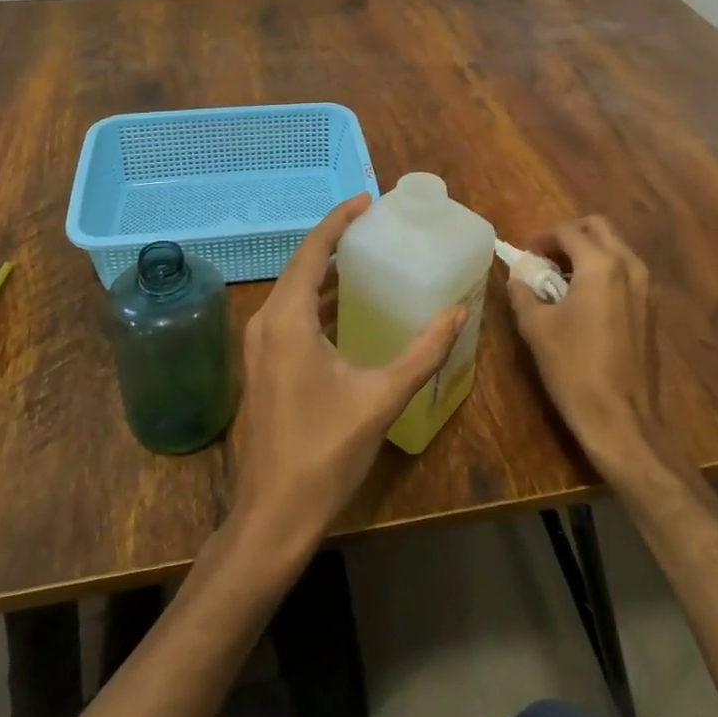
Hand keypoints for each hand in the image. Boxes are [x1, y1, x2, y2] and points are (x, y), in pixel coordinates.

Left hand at [230, 195, 464, 555]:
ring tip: (365, 257)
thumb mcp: (381, 398)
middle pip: (301, 265)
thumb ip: (423, 352)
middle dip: (335, 240)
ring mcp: (259, 346)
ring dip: (325, 271)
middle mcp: (266, 322)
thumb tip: (458, 310)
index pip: (313, 251)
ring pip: (293, 290)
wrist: (273, 515)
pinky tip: (345, 308)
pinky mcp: (263, 365)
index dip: (339, 220)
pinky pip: (290, 314)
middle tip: (374, 226)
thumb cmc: (325, 452)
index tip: (368, 201)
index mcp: (288, 320)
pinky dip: (317, 299)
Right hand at [508, 215, 668, 478]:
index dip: (542, 238)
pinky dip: (603, 271)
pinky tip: (583, 301)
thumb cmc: (574, 369)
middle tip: (545, 258)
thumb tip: (517, 276)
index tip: (525, 256)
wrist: (622, 420)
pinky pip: (625, 272)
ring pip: (615, 248)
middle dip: (569, 236)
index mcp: (600, 265)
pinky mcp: (651, 310)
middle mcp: (629, 267)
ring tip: (561, 279)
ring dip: (587, 252)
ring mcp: (646, 288)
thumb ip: (523, 292)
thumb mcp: (536, 327)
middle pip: (598, 228)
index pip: (568, 231)